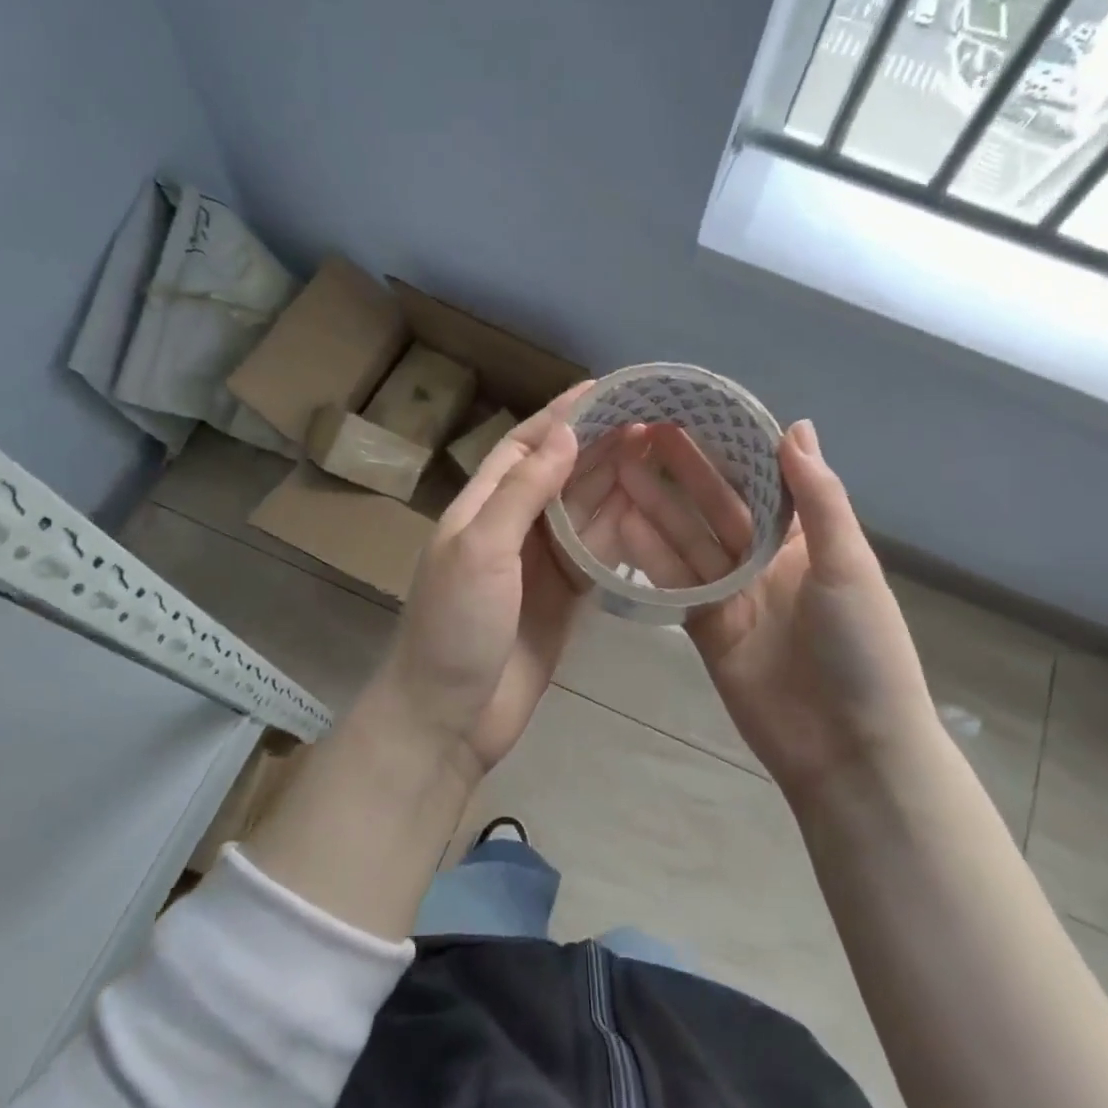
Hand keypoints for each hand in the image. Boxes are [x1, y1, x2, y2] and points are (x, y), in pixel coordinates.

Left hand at [377, 383, 635, 778]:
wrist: (449, 718)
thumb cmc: (457, 628)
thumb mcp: (482, 550)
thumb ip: (524, 491)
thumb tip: (565, 432)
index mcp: (481, 508)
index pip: (523, 446)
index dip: (560, 416)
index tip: (604, 389)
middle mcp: (510, 528)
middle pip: (557, 474)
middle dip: (597, 445)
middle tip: (649, 419)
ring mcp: (537, 565)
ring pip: (580, 511)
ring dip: (613, 482)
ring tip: (658, 453)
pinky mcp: (561, 598)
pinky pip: (593, 553)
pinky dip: (618, 531)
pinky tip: (649, 511)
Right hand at [612, 419, 939, 801]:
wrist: (847, 748)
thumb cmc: (861, 647)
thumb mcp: (848, 565)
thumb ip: (818, 498)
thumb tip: (797, 426)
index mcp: (804, 540)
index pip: (761, 481)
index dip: (728, 448)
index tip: (694, 412)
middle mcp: (764, 561)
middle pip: (716, 506)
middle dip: (683, 471)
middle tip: (641, 432)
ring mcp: (732, 594)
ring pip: (688, 541)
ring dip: (656, 505)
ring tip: (619, 468)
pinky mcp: (705, 627)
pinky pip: (675, 583)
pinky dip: (650, 555)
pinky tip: (621, 523)